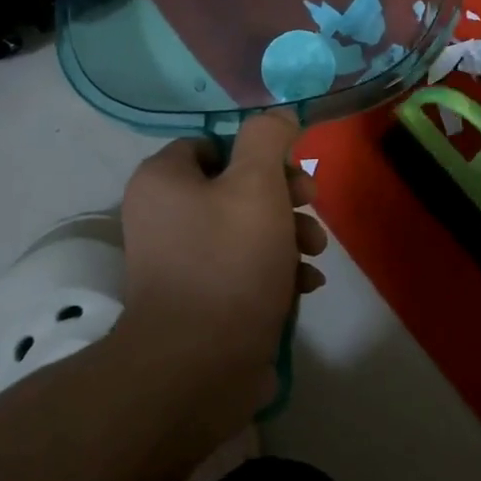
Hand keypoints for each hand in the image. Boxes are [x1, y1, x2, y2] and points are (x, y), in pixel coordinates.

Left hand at [119, 112, 327, 390]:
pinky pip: (245, 269)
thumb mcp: (257, 185)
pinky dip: (278, 271)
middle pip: (236, 186)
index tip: (291, 171)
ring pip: (248, 229)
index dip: (257, 153)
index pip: (213, 144)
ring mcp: (183, 261)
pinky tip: (306, 285)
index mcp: (165, 181)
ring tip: (315, 254)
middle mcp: (165, 216)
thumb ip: (268, 139)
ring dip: (290, 235)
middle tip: (312, 207)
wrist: (200, 365)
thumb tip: (276, 116)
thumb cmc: (229, 262)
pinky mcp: (204, 299)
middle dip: (285, 197)